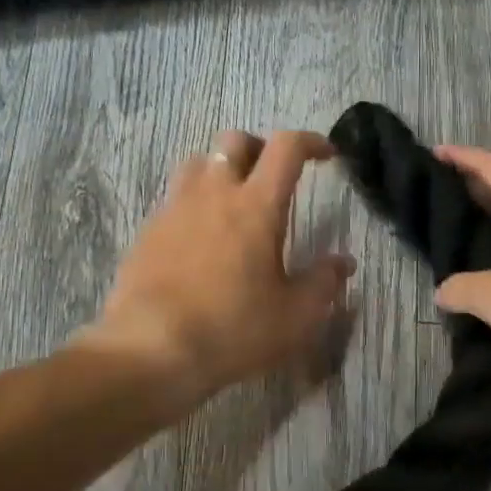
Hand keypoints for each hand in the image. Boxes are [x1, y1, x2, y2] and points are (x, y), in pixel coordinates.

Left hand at [82, 129, 354, 407]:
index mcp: (256, 205)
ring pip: (198, 162)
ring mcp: (174, 209)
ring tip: (232, 200)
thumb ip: (323, 283)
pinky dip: (193, 204)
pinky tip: (199, 238)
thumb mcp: (295, 316)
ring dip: (221, 170)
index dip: (310, 141)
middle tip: (273, 176)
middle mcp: (213, 194)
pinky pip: (174, 199)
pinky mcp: (147, 231)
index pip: (286, 148)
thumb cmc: (233, 329)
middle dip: (259, 148)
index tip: (326, 155)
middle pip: (235, 141)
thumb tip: (343, 262)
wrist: (150, 349)